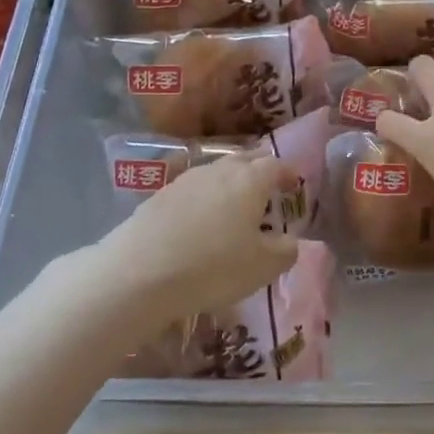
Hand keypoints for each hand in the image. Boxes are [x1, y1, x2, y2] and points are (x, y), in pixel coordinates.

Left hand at [101, 153, 299, 323]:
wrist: (139, 273)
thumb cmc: (213, 266)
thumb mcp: (263, 267)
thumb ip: (285, 250)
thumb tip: (289, 240)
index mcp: (250, 180)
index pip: (276, 165)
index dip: (288, 173)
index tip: (294, 184)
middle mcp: (219, 170)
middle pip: (245, 160)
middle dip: (259, 171)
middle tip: (267, 190)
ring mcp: (185, 179)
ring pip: (216, 172)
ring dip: (229, 184)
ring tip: (233, 207)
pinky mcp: (159, 195)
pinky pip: (192, 190)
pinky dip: (203, 200)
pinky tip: (200, 222)